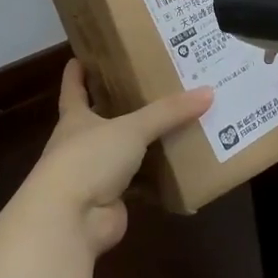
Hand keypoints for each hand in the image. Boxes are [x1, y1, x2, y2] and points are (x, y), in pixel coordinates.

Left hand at [23, 61, 212, 255]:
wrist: (69, 220)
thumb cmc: (89, 159)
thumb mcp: (131, 128)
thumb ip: (168, 112)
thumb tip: (208, 92)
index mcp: (75, 120)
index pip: (73, 90)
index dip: (76, 74)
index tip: (80, 57)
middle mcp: (81, 145)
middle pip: (99, 120)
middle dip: (118, 106)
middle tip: (149, 86)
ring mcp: (94, 176)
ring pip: (121, 153)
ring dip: (141, 144)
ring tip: (173, 123)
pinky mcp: (110, 202)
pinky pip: (138, 183)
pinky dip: (155, 178)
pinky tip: (178, 167)